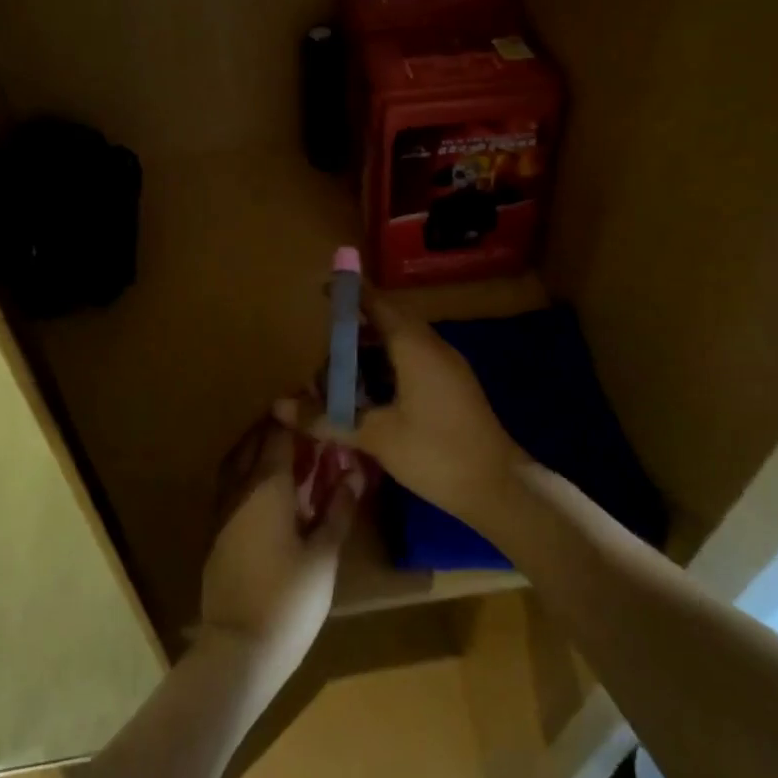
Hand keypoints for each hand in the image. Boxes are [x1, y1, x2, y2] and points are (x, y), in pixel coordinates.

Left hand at [199, 419, 359, 688]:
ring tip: (289, 450)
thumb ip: (338, 508)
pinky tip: (269, 489)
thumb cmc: (290, 597)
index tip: (319, 407)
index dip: (299, 417)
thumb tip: (353, 473)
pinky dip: (249, 473)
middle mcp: (241, 487)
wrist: (240, 648)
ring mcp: (224, 509)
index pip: (281, 434)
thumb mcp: (325, 553)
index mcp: (268, 484)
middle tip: (308, 426)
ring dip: (260, 448)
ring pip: (239, 461)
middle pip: (256, 442)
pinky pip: (233, 484)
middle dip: (280, 428)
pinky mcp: (217, 531)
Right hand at [274, 284, 525, 528]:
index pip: (378, 304)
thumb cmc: (435, 452)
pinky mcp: (453, 387)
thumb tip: (278, 406)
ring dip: (371, 353)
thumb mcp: (376, 436)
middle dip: (355, 331)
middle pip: (388, 323)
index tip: (324, 290)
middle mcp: (433, 346)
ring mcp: (447, 367)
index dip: (351, 295)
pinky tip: (369, 396)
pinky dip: (387, 369)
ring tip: (339, 374)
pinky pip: (413, 362)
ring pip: (401, 345)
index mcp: (415, 346)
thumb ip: (326, 418)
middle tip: (322, 344)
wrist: (498, 487)